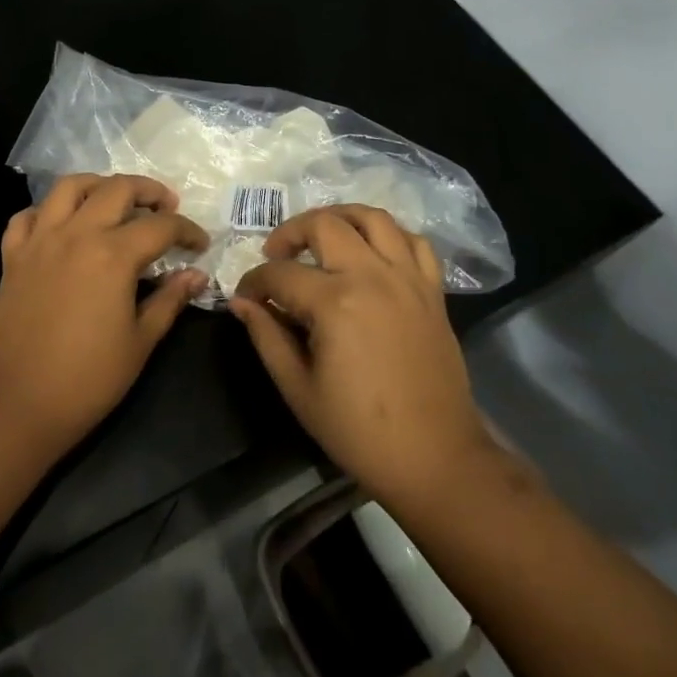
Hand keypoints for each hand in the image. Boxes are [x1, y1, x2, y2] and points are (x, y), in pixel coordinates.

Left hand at [0, 174, 209, 454]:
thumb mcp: (141, 341)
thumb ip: (170, 300)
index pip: (160, 226)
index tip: (199, 244)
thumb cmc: (89, 379)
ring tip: (113, 199)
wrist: (20, 402)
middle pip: (116, 189)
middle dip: (148, 191)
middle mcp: (76, 234)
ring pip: (68, 187)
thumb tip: (196, 275)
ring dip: (97, 185)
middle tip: (165, 206)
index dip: (187, 230)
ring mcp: (40, 241)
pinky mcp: (13, 256)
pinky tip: (61, 225)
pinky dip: (46, 211)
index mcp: (113, 255)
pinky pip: (27, 216)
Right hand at [229, 206, 491, 512]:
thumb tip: (241, 302)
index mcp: (335, 303)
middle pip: (324, 225)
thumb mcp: (298, 388)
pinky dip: (389, 236)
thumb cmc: (359, 431)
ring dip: (340, 217)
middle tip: (276, 255)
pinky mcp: (432, 291)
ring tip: (321, 236)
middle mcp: (373, 276)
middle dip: (290, 233)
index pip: (281, 273)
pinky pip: (414, 242)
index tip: (246, 297)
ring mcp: (408, 279)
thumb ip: (266, 336)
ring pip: (373, 218)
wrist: (436, 459)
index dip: (254, 282)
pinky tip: (371, 252)